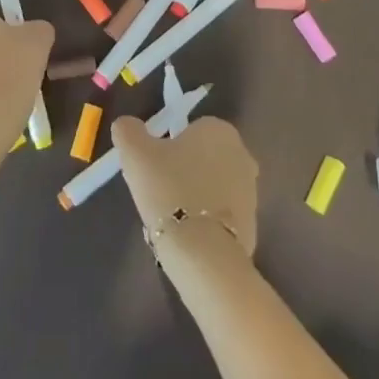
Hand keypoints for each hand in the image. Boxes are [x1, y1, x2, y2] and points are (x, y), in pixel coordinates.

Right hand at [112, 115, 258, 257]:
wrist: (202, 253)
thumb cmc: (169, 189)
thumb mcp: (135, 152)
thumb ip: (128, 130)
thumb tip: (126, 125)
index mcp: (219, 130)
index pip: (190, 130)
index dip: (169, 146)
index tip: (155, 167)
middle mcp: (242, 154)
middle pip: (204, 157)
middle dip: (185, 170)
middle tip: (160, 190)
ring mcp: (251, 192)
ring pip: (213, 186)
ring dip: (196, 195)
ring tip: (172, 216)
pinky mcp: (253, 225)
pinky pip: (221, 215)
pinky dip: (206, 221)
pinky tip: (188, 236)